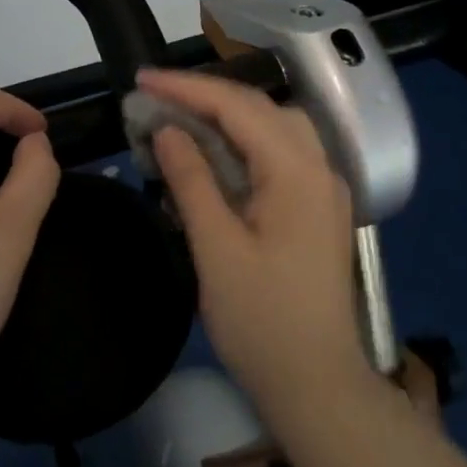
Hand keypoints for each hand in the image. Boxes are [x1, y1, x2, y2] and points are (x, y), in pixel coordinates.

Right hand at [138, 67, 370, 416]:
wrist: (317, 386)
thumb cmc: (262, 322)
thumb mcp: (216, 250)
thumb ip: (192, 181)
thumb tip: (167, 129)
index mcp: (297, 172)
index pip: (238, 108)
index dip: (187, 89)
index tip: (142, 80)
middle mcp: (319, 168)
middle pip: (260, 109)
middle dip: (205, 96)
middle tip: (154, 97)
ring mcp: (323, 188)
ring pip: (273, 128)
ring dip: (227, 116)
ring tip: (179, 118)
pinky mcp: (317, 208)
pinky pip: (280, 155)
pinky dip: (243, 144)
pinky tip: (213, 154)